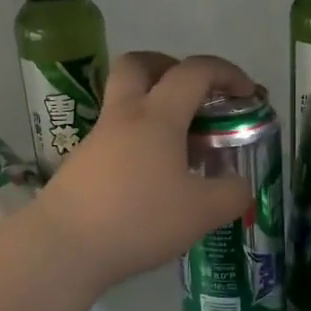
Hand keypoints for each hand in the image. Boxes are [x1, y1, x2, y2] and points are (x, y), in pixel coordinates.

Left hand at [36, 51, 253, 289]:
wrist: (64, 246)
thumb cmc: (138, 220)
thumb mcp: (202, 213)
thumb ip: (232, 194)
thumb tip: (238, 184)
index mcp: (157, 116)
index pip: (194, 71)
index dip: (227, 73)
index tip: (246, 93)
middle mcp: (123, 116)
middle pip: (139, 64)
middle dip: (170, 66)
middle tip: (192, 94)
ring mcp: (96, 139)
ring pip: (123, 101)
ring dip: (153, 107)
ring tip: (178, 146)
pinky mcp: (80, 163)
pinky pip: (114, 135)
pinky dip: (137, 141)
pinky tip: (151, 177)